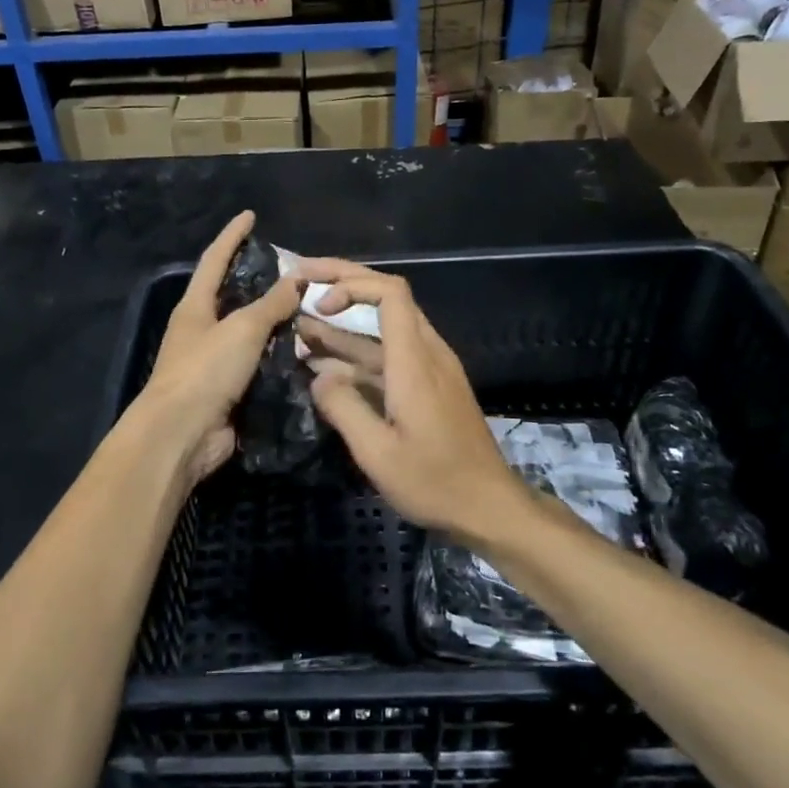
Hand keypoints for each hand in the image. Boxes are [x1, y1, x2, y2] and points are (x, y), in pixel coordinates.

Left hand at [138, 211, 304, 485]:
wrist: (182, 435)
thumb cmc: (205, 371)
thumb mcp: (242, 329)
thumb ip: (271, 304)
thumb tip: (296, 279)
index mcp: (195, 307)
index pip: (214, 260)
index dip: (232, 236)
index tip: (250, 216)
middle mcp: (201, 330)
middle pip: (233, 296)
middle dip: (260, 281)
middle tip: (295, 270)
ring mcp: (213, 362)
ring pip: (250, 334)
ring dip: (276, 323)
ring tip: (311, 310)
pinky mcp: (227, 391)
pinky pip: (258, 366)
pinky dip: (279, 358)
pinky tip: (305, 352)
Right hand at [294, 259, 530, 544]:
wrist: (489, 506)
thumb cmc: (434, 481)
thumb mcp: (378, 453)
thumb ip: (342, 407)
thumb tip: (317, 376)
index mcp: (415, 360)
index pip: (390, 292)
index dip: (350, 285)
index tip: (317, 304)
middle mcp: (426, 352)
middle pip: (387, 297)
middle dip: (342, 282)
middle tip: (299, 281)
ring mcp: (430, 368)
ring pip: (384, 328)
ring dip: (343, 322)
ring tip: (298, 325)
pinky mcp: (429, 386)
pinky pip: (389, 354)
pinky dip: (356, 352)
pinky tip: (325, 365)